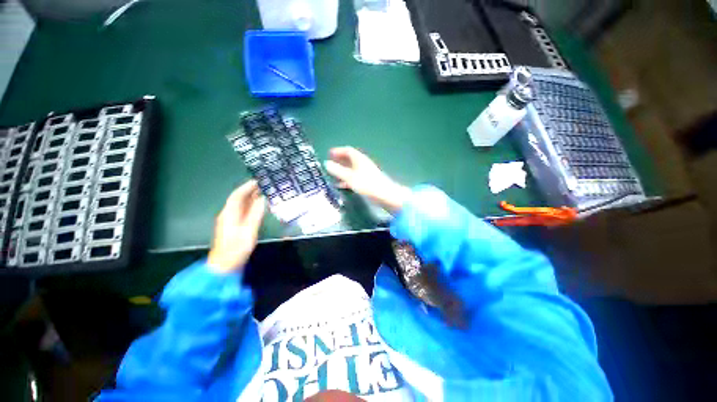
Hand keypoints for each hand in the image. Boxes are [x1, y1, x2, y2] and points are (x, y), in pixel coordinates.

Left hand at [207, 180, 265, 273]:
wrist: (224, 265)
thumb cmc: (236, 248)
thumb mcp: (249, 230)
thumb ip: (256, 214)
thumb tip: (263, 199)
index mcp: (229, 214)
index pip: (237, 195)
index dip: (247, 187)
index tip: (258, 181)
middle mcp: (228, 214)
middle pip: (238, 199)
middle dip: (250, 191)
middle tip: (264, 185)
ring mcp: (230, 221)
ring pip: (241, 205)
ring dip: (251, 198)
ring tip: (264, 193)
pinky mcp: (234, 226)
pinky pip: (243, 212)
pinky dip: (251, 206)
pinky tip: (259, 206)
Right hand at [324, 147, 410, 213]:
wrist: (385, 195)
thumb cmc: (367, 184)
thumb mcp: (350, 177)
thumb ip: (338, 171)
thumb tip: (326, 163)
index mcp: (359, 159)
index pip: (348, 151)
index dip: (338, 151)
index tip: (329, 153)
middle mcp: (363, 164)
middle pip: (350, 159)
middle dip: (339, 160)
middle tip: (330, 162)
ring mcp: (365, 173)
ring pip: (351, 169)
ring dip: (342, 170)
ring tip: (332, 174)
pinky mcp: (367, 181)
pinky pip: (354, 177)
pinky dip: (346, 179)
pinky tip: (340, 185)